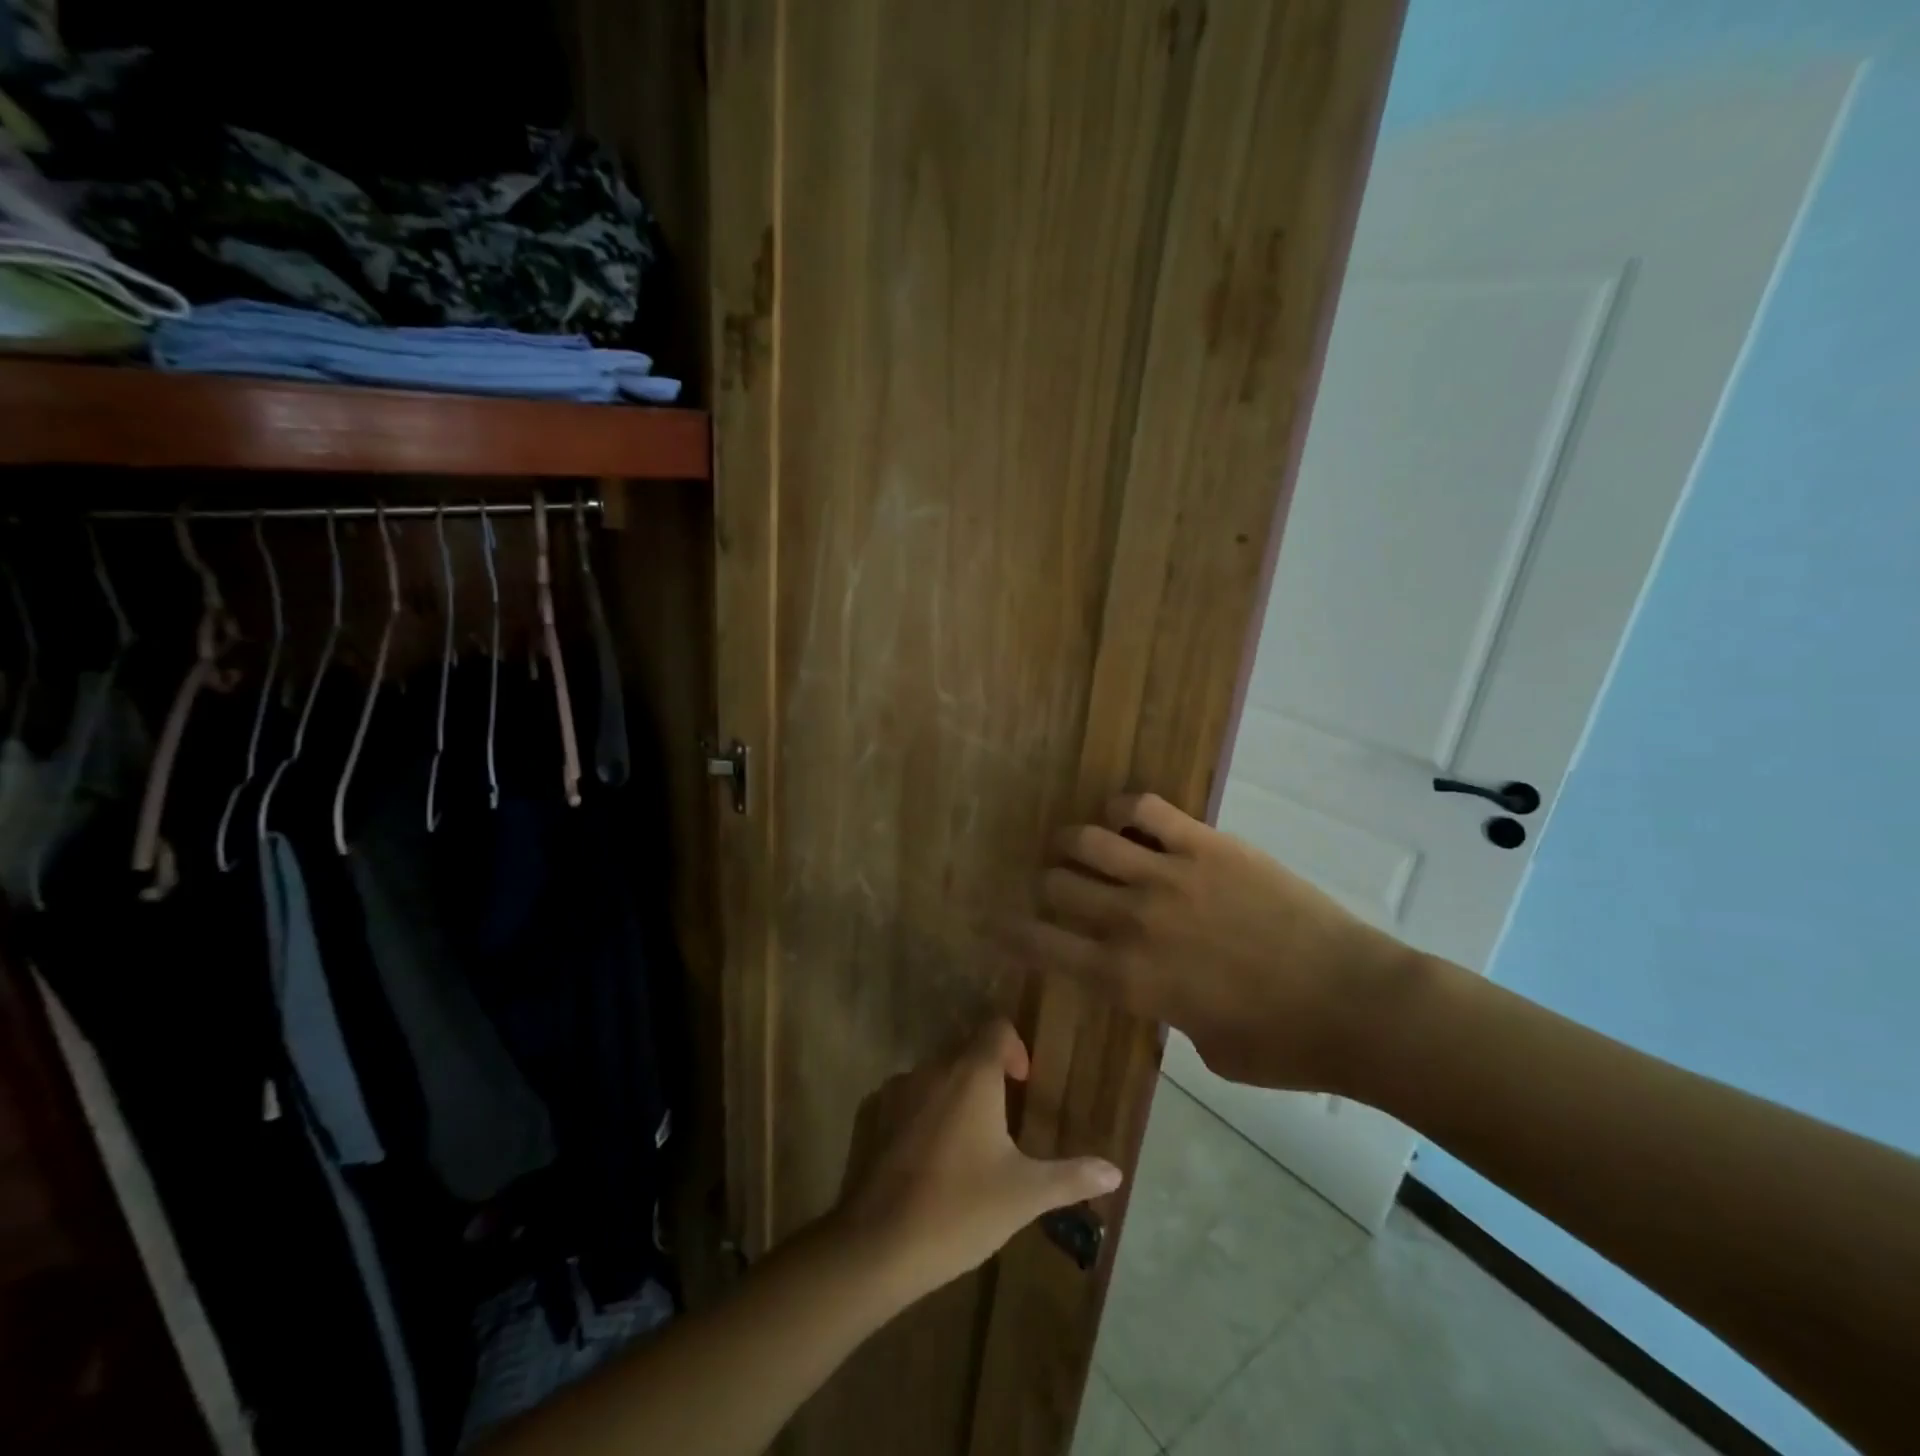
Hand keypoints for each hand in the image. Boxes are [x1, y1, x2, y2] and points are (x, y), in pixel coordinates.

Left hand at [832, 1022, 1121, 1304]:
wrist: (878, 1244)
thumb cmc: (960, 1209)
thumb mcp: (1024, 1195)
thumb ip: (1070, 1177)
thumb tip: (1115, 1171)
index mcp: (972, 1074)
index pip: (996, 1028)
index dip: (1015, 1048)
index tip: (1023, 1085)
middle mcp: (933, 1068)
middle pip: (966, 1049)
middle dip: (987, 1073)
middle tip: (1003, 1117)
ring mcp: (897, 1089)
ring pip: (935, 1073)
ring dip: (955, 1092)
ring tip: (969, 1140)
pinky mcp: (872, 1114)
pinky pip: (907, 1097)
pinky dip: (924, 1111)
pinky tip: (930, 1157)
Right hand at [1012, 793, 1420, 1092]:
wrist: (1354, 1004)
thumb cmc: (1280, 1046)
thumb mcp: (1201, 1047)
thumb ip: (1161, 1008)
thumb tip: (1154, 981)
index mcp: (1126, 980)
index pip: (1043, 946)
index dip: (1010, 932)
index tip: (992, 922)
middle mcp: (1131, 921)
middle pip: (1055, 884)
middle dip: (1045, 885)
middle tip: (1054, 885)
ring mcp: (1167, 875)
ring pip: (1086, 840)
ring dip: (1072, 842)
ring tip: (1077, 845)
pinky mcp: (1204, 844)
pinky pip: (1144, 809)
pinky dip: (1124, 809)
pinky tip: (1126, 819)